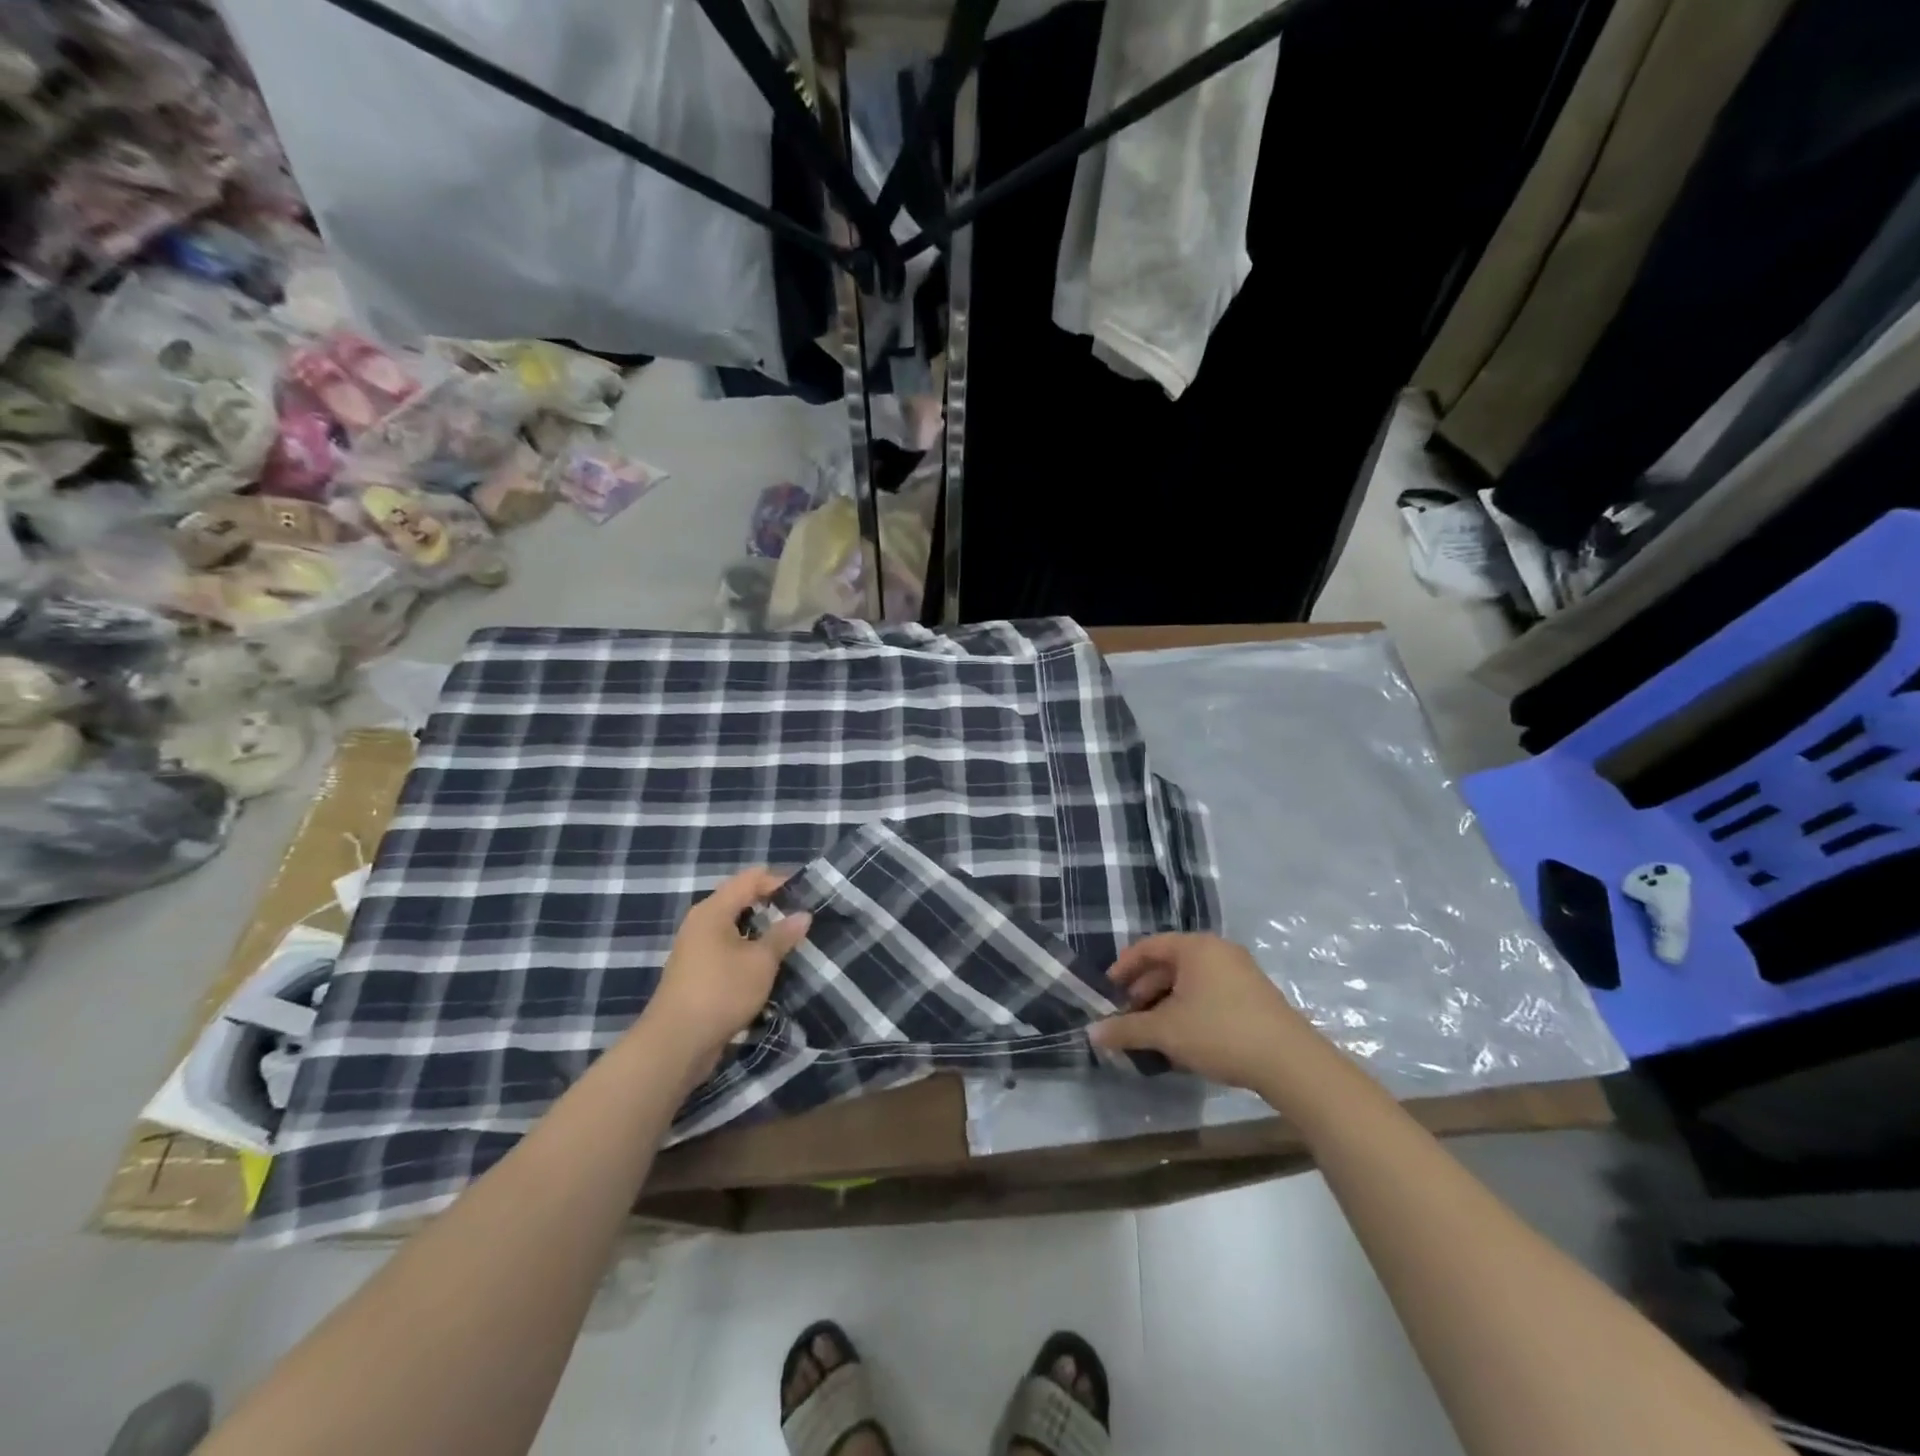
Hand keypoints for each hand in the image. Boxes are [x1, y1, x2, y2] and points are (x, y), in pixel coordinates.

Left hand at [643, 868, 811, 1065]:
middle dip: (772, 906)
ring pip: (735, 927)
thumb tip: (803, 914)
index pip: (751, 878)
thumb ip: (783, 935)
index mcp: (713, 910)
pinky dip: (749, 950)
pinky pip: (728, 949)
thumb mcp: (760, 962)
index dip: (779, 881)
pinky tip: (768, 965)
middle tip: (802, 918)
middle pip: (741, 900)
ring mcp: (696, 948)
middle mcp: (701, 922)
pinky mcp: (697, 972)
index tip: (807, 895)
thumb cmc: (721, 992)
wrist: (675, 1044)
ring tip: (790, 941)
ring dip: (761, 931)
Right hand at [1089, 933, 1308, 1090]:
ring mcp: (1239, 971)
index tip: (1107, 993)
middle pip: (1168, 964)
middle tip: (1127, 1017)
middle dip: (1143, 991)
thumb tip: (1092, 1033)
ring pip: (1189, 981)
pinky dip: (1189, 1009)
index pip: (1148, 947)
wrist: (1290, 1062)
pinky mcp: (1254, 995)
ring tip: (1151, 1033)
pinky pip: (1209, 992)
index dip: (1122, 969)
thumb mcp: (1166, 1032)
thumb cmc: (1220, 1033)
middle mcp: (1217, 950)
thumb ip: (1126, 1029)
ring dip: (1165, 1003)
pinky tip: (1182, 1039)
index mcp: (1195, 947)